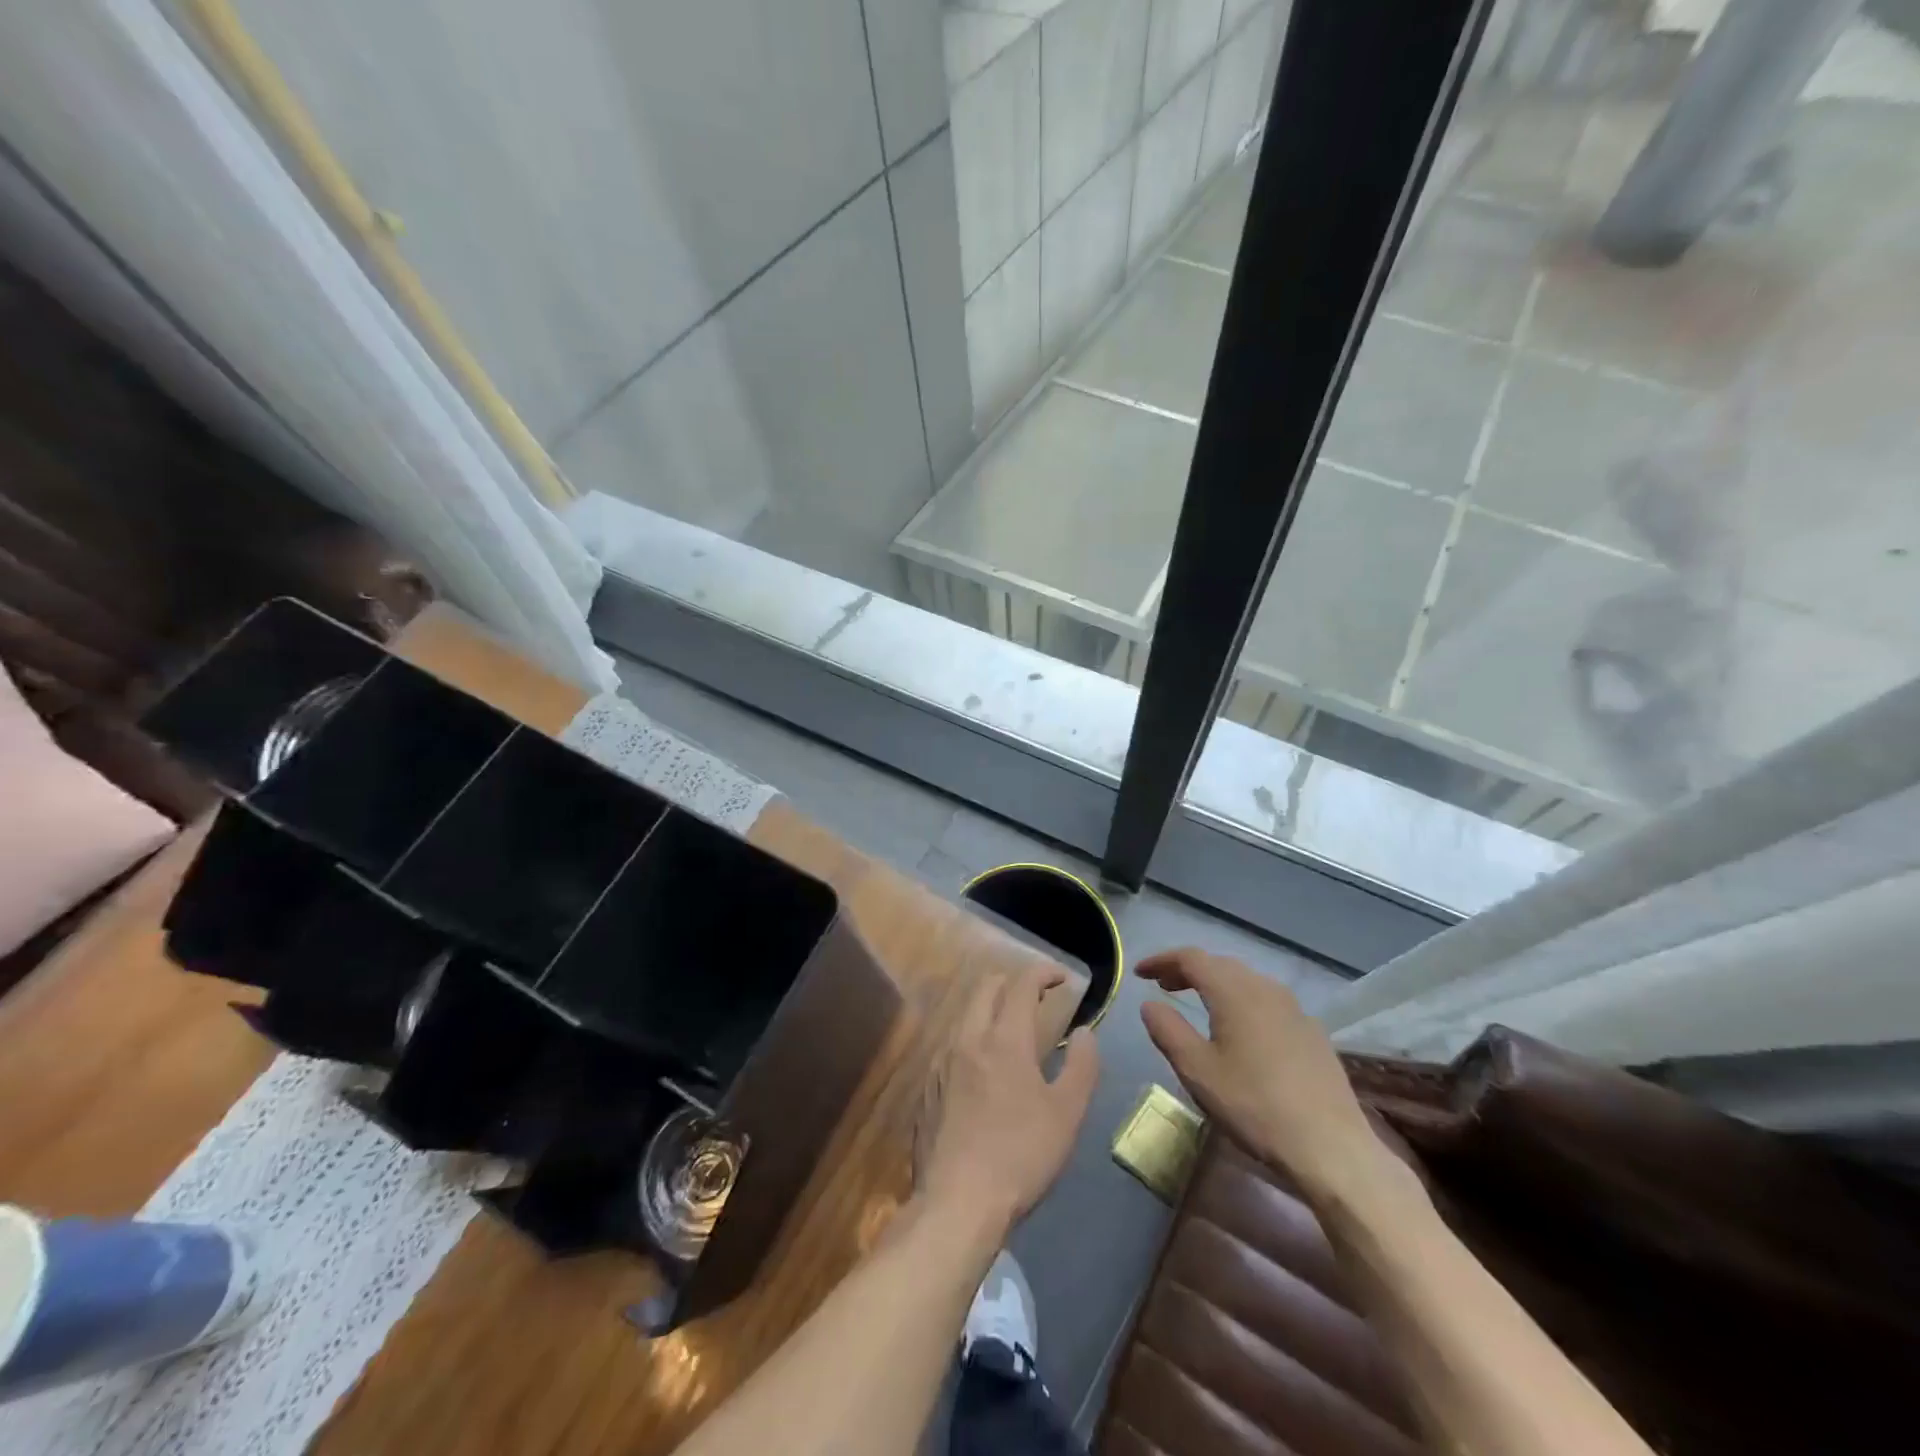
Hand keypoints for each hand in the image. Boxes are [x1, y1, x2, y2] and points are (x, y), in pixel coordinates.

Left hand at [917, 964, 1100, 1233]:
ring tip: (1011, 1029)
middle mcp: (967, 1038)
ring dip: (989, 1007)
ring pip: (965, 1014)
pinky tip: (982, 1067)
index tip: (1062, 978)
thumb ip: (1082, 1066)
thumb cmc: (1020, 1156)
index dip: (1043, 973)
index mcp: (1004, 1040)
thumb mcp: (1066, 1115)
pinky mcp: (927, 1086)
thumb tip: (1084, 1032)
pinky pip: (951, 1043)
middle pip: (986, 988)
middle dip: (1012, 982)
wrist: (957, 1202)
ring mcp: (941, 1061)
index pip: (1022, 985)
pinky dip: (972, 1037)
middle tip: (1036, 997)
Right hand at [1138, 948, 1385, 1201]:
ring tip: (1199, 1004)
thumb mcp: (1197, 1070)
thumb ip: (1168, 1030)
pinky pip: (1268, 1003)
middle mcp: (1266, 989)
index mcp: (1234, 991)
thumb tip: (1150, 1004)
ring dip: (1217, 985)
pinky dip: (1243, 1003)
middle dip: (1188, 971)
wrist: (1331, 1148)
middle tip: (1164, 986)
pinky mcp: (1313, 1034)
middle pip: (1220, 965)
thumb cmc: (1254, 1105)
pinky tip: (1242, 1032)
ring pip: (1247, 982)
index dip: (1162, 960)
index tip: (1139, 973)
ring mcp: (1295, 1010)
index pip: (1191, 958)